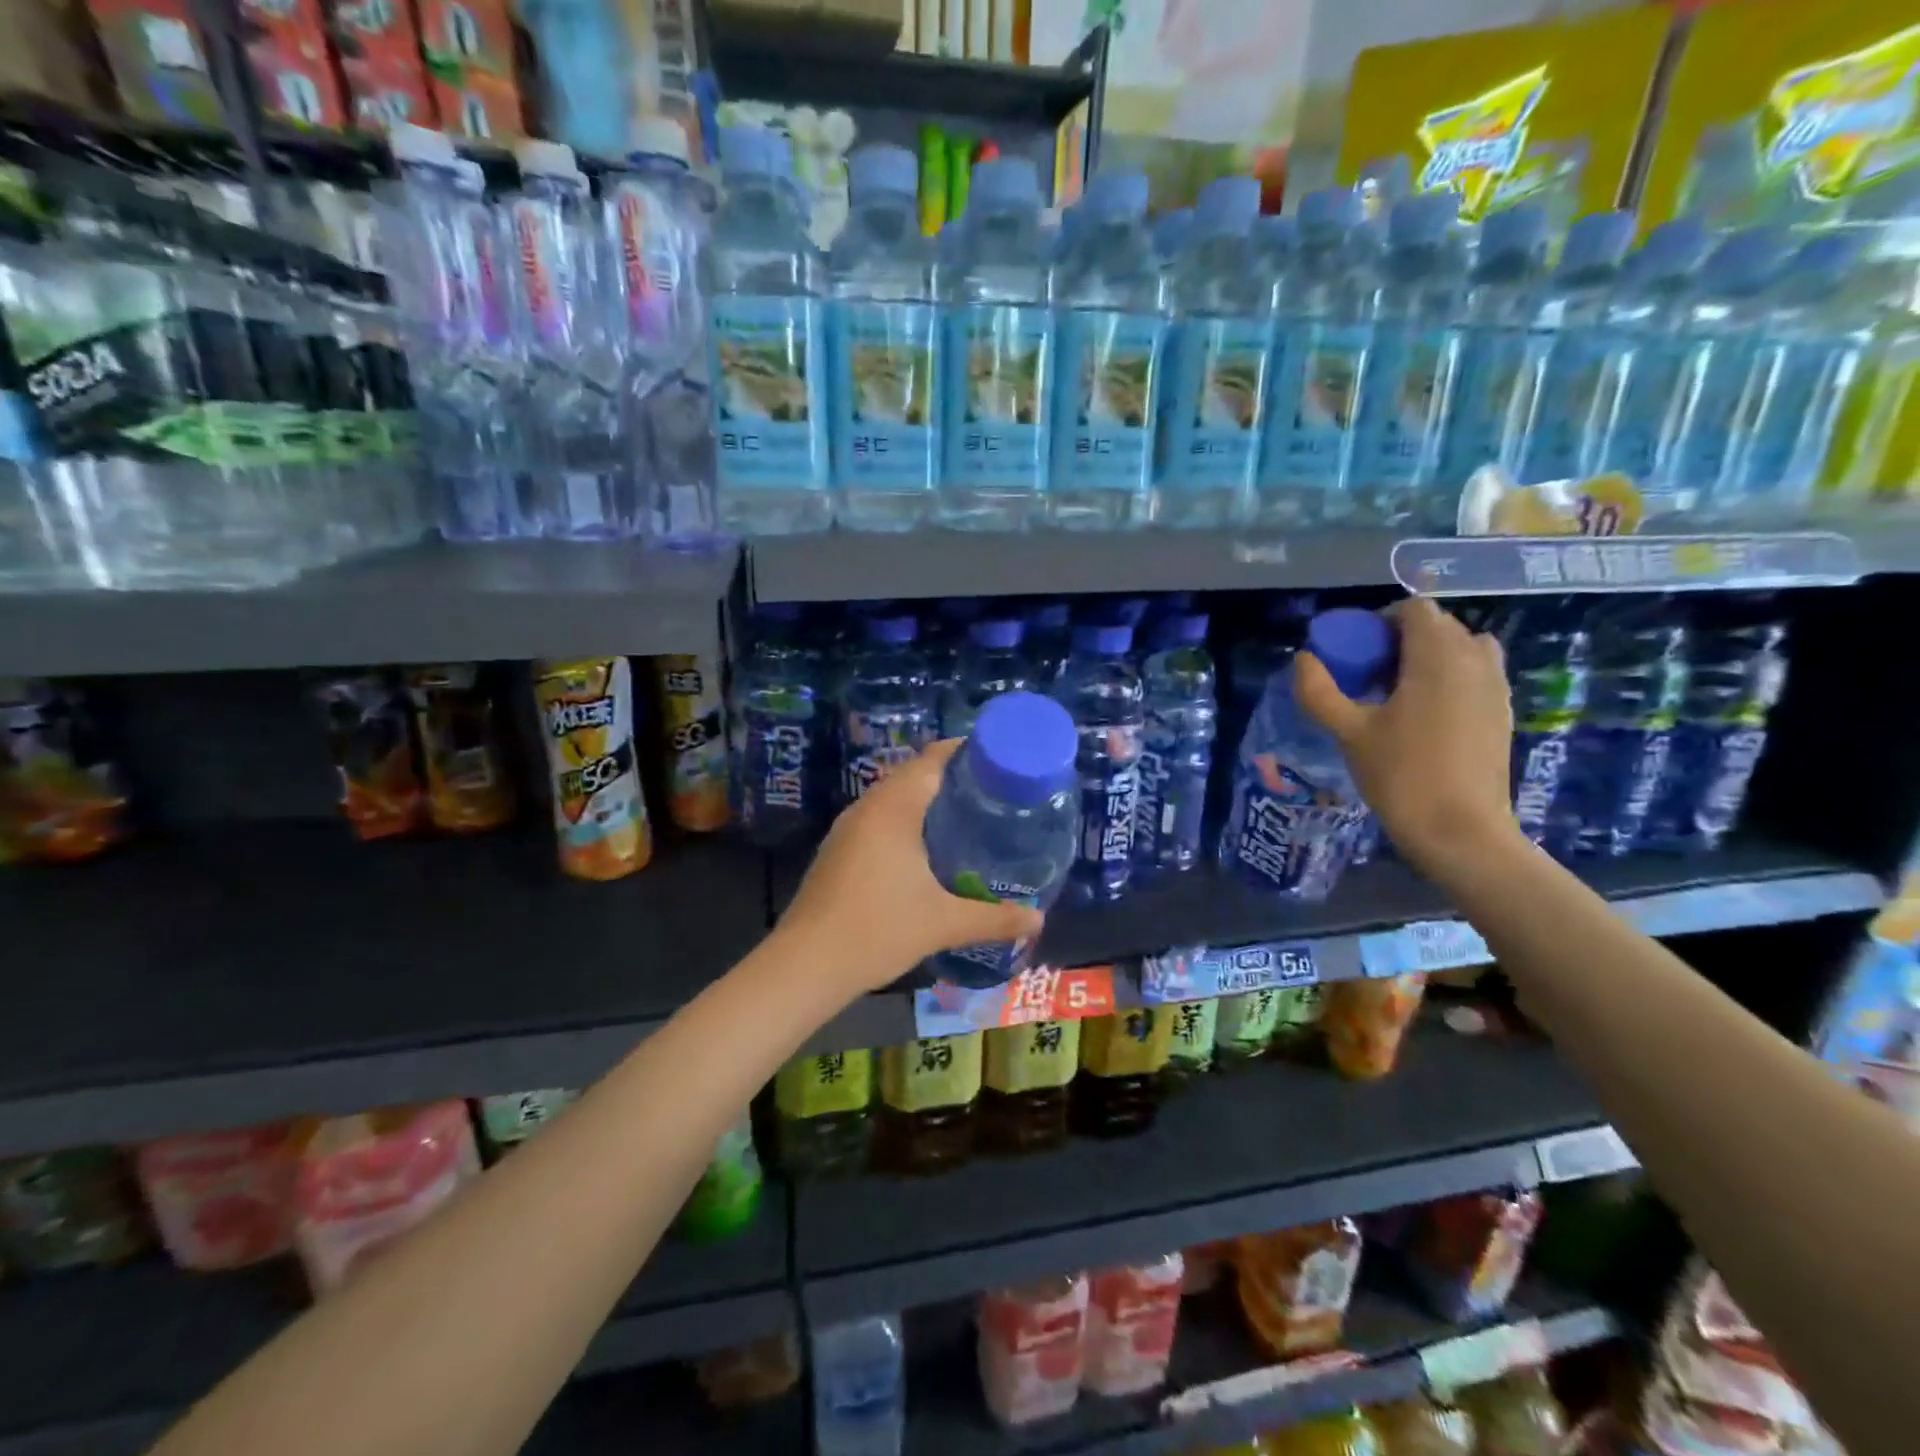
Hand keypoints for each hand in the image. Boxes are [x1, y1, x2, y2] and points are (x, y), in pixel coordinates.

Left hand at [778, 740, 1044, 993]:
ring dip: (927, 800)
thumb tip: (1038, 919)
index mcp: (893, 808)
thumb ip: (994, 918)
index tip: (1000, 759)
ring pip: (894, 798)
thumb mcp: (943, 923)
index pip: (932, 759)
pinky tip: (927, 849)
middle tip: (994, 792)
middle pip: (914, 774)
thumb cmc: (877, 930)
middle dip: (952, 778)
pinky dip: (907, 821)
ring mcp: (848, 828)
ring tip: (968, 816)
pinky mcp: (839, 849)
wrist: (806, 965)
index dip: (965, 751)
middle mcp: (868, 807)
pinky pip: (880, 819)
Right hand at [1293, 597, 1521, 871]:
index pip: (1415, 609)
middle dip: (1402, 638)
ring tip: (1399, 690)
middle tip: (1370, 672)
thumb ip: (1319, 691)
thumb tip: (1302, 659)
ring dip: (1430, 656)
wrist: (1460, 831)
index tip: (1357, 649)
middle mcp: (1475, 661)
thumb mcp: (1348, 732)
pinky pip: (1476, 674)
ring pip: (1463, 648)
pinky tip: (1424, 715)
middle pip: (1440, 625)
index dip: (1381, 620)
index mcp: (1437, 657)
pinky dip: (1450, 678)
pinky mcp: (1502, 713)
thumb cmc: (1401, 775)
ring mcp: (1495, 687)